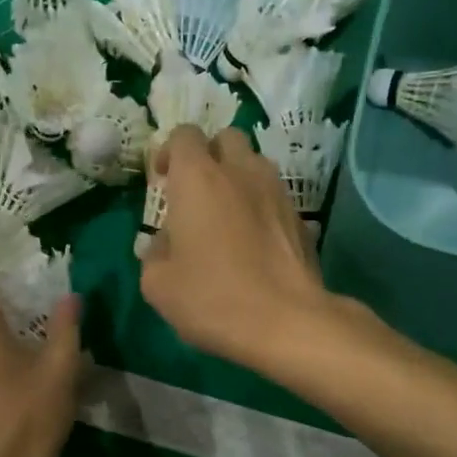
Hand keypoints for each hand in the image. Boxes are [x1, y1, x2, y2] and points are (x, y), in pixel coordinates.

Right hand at [139, 126, 337, 370]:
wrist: (286, 321)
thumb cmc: (212, 297)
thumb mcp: (159, 285)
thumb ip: (155, 254)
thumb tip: (165, 244)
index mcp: (198, 178)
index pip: (184, 135)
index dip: (170, 152)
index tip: (164, 180)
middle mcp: (240, 171)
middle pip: (226, 139)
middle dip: (209, 156)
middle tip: (197, 192)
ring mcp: (277, 191)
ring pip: (255, 165)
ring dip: (238, 179)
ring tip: (228, 217)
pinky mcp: (301, 217)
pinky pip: (275, 197)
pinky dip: (261, 207)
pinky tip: (255, 243)